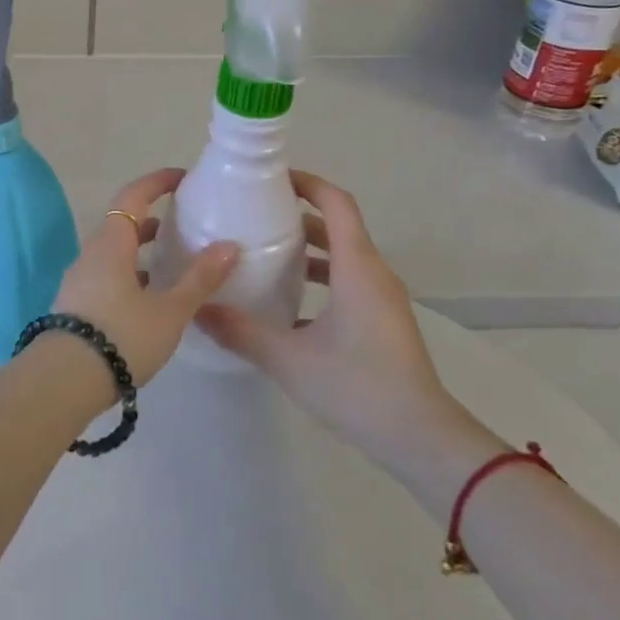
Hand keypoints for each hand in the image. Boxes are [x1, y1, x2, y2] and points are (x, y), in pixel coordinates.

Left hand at [50, 169, 239, 384]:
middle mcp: (91, 254)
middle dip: (153, 219)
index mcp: (111, 243)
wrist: (64, 381)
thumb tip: (229, 245)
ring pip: (115, 253)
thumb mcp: (169, 310)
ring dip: (141, 250)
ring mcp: (80, 280)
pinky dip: (131, 274)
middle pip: (122, 224)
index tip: (182, 178)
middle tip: (184, 224)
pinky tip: (150, 299)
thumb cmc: (122, 336)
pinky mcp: (76, 304)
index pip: (133, 196)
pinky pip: (107, 275)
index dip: (157, 182)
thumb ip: (199, 278)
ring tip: (172, 262)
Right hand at [196, 170, 464, 470]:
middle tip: (253, 215)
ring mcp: (381, 300)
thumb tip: (197, 308)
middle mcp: (373, 274)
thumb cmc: (358, 386)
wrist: (421, 440)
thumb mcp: (289, 359)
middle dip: (297, 215)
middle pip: (337, 226)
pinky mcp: (381, 323)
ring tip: (263, 254)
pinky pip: (348, 283)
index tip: (269, 179)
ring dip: (307, 249)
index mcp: (357, 267)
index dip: (306, 183)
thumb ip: (240, 331)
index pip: (336, 203)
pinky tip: (285, 303)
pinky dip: (319, 278)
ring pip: (342, 257)